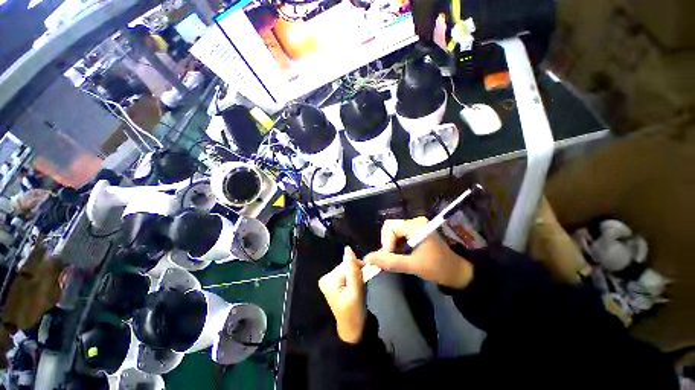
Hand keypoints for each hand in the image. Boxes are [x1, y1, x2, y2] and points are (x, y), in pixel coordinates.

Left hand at [318, 246, 366, 343]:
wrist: (353, 329)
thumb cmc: (354, 312)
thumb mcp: (356, 290)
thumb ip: (352, 269)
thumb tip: (348, 248)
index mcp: (327, 279)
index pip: (347, 264)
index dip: (358, 270)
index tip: (362, 280)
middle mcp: (326, 277)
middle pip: (347, 265)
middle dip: (357, 273)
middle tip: (360, 287)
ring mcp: (330, 280)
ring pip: (349, 269)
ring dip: (357, 276)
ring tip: (358, 289)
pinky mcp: (335, 283)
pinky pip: (348, 274)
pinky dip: (355, 279)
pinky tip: (355, 289)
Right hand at [364, 217, 472, 288]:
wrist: (457, 273)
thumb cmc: (438, 268)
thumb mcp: (413, 266)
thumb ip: (390, 262)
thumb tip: (368, 258)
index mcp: (416, 225)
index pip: (390, 227)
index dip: (386, 242)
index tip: (390, 257)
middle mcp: (415, 222)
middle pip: (390, 228)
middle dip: (388, 244)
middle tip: (393, 259)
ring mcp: (415, 226)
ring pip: (393, 232)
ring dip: (391, 246)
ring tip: (398, 258)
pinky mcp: (415, 232)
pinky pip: (398, 235)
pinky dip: (396, 246)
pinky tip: (401, 255)